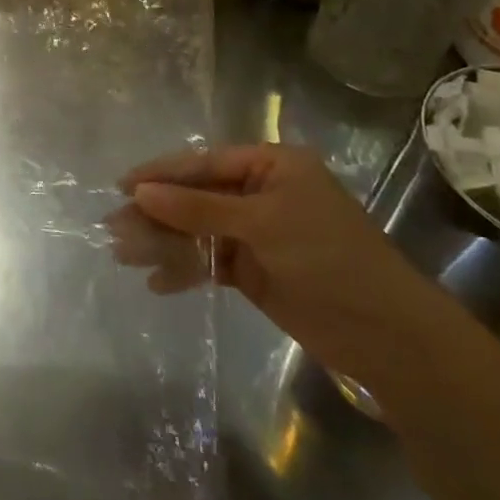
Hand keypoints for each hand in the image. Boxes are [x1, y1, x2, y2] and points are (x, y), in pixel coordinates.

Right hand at [117, 144, 463, 388]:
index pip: (204, 163)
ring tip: (124, 255)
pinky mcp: (254, 270)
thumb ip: (198, 209)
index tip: (122, 186)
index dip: (161, 174)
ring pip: (197, 231)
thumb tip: (140, 192)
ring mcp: (257, 233)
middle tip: (113, 227)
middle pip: (195, 197)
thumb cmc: (329, 259)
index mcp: (271, 166)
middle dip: (156, 213)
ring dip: (163, 242)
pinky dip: (184, 270)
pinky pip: (208, 262)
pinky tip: (156, 282)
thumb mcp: (261, 224)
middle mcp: (261, 193)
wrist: (387, 335)